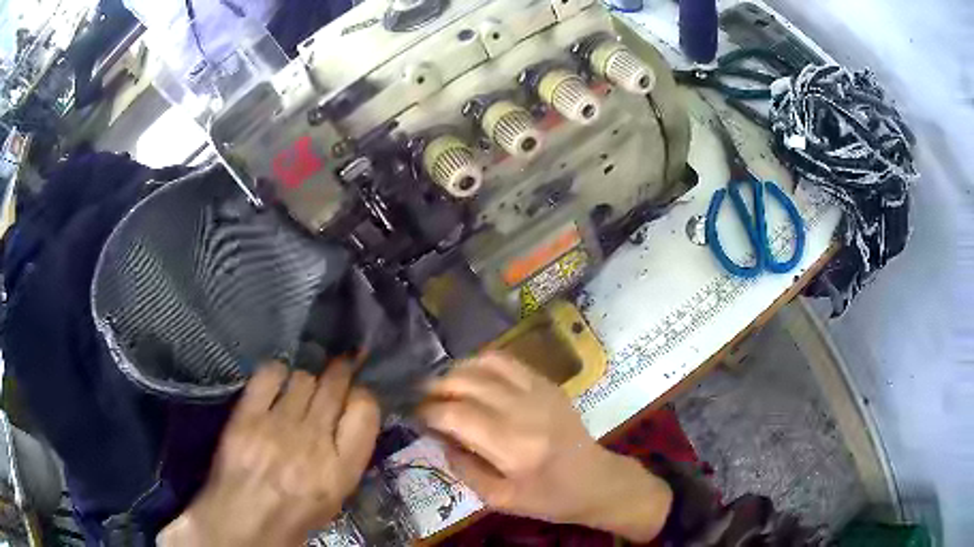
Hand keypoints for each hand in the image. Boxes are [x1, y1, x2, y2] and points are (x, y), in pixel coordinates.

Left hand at [158, 361, 379, 546]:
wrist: (245, 519)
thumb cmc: (294, 513)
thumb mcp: (336, 494)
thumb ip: (346, 454)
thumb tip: (347, 415)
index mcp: (341, 468)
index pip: (365, 411)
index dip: (363, 396)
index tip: (355, 395)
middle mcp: (313, 441)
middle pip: (334, 385)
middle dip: (340, 373)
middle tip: (338, 369)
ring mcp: (278, 425)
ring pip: (303, 378)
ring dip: (307, 380)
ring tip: (301, 389)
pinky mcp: (247, 415)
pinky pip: (269, 375)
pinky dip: (276, 373)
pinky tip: (276, 383)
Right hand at [419, 353, 672, 541]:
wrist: (595, 480)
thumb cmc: (547, 498)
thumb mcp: (499, 499)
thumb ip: (463, 468)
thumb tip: (438, 437)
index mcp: (513, 447)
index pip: (456, 416)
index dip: (428, 412)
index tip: (416, 417)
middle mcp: (525, 411)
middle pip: (466, 383)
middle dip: (436, 388)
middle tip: (423, 400)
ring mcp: (539, 391)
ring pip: (485, 363)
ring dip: (456, 371)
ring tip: (444, 387)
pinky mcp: (547, 383)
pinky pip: (507, 361)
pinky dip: (481, 363)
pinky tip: (471, 377)